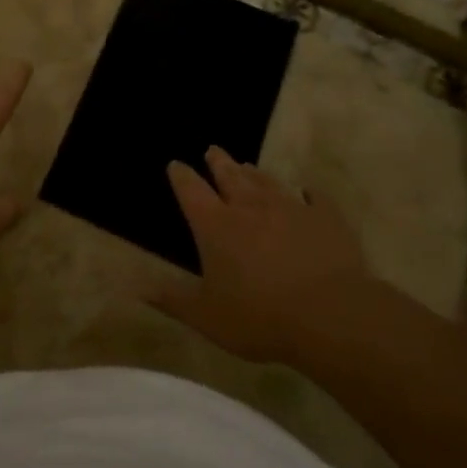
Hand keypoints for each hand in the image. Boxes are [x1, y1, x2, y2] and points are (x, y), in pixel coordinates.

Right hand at [149, 147, 368, 364]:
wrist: (330, 315)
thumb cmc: (260, 317)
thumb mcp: (207, 317)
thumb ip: (172, 299)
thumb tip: (136, 286)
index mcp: (216, 225)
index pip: (191, 190)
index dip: (181, 176)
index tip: (176, 165)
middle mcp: (249, 206)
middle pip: (229, 175)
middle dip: (218, 162)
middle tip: (213, 150)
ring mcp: (289, 208)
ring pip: (267, 182)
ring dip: (255, 173)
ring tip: (248, 165)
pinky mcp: (325, 218)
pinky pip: (316, 198)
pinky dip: (309, 193)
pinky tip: (308, 191)